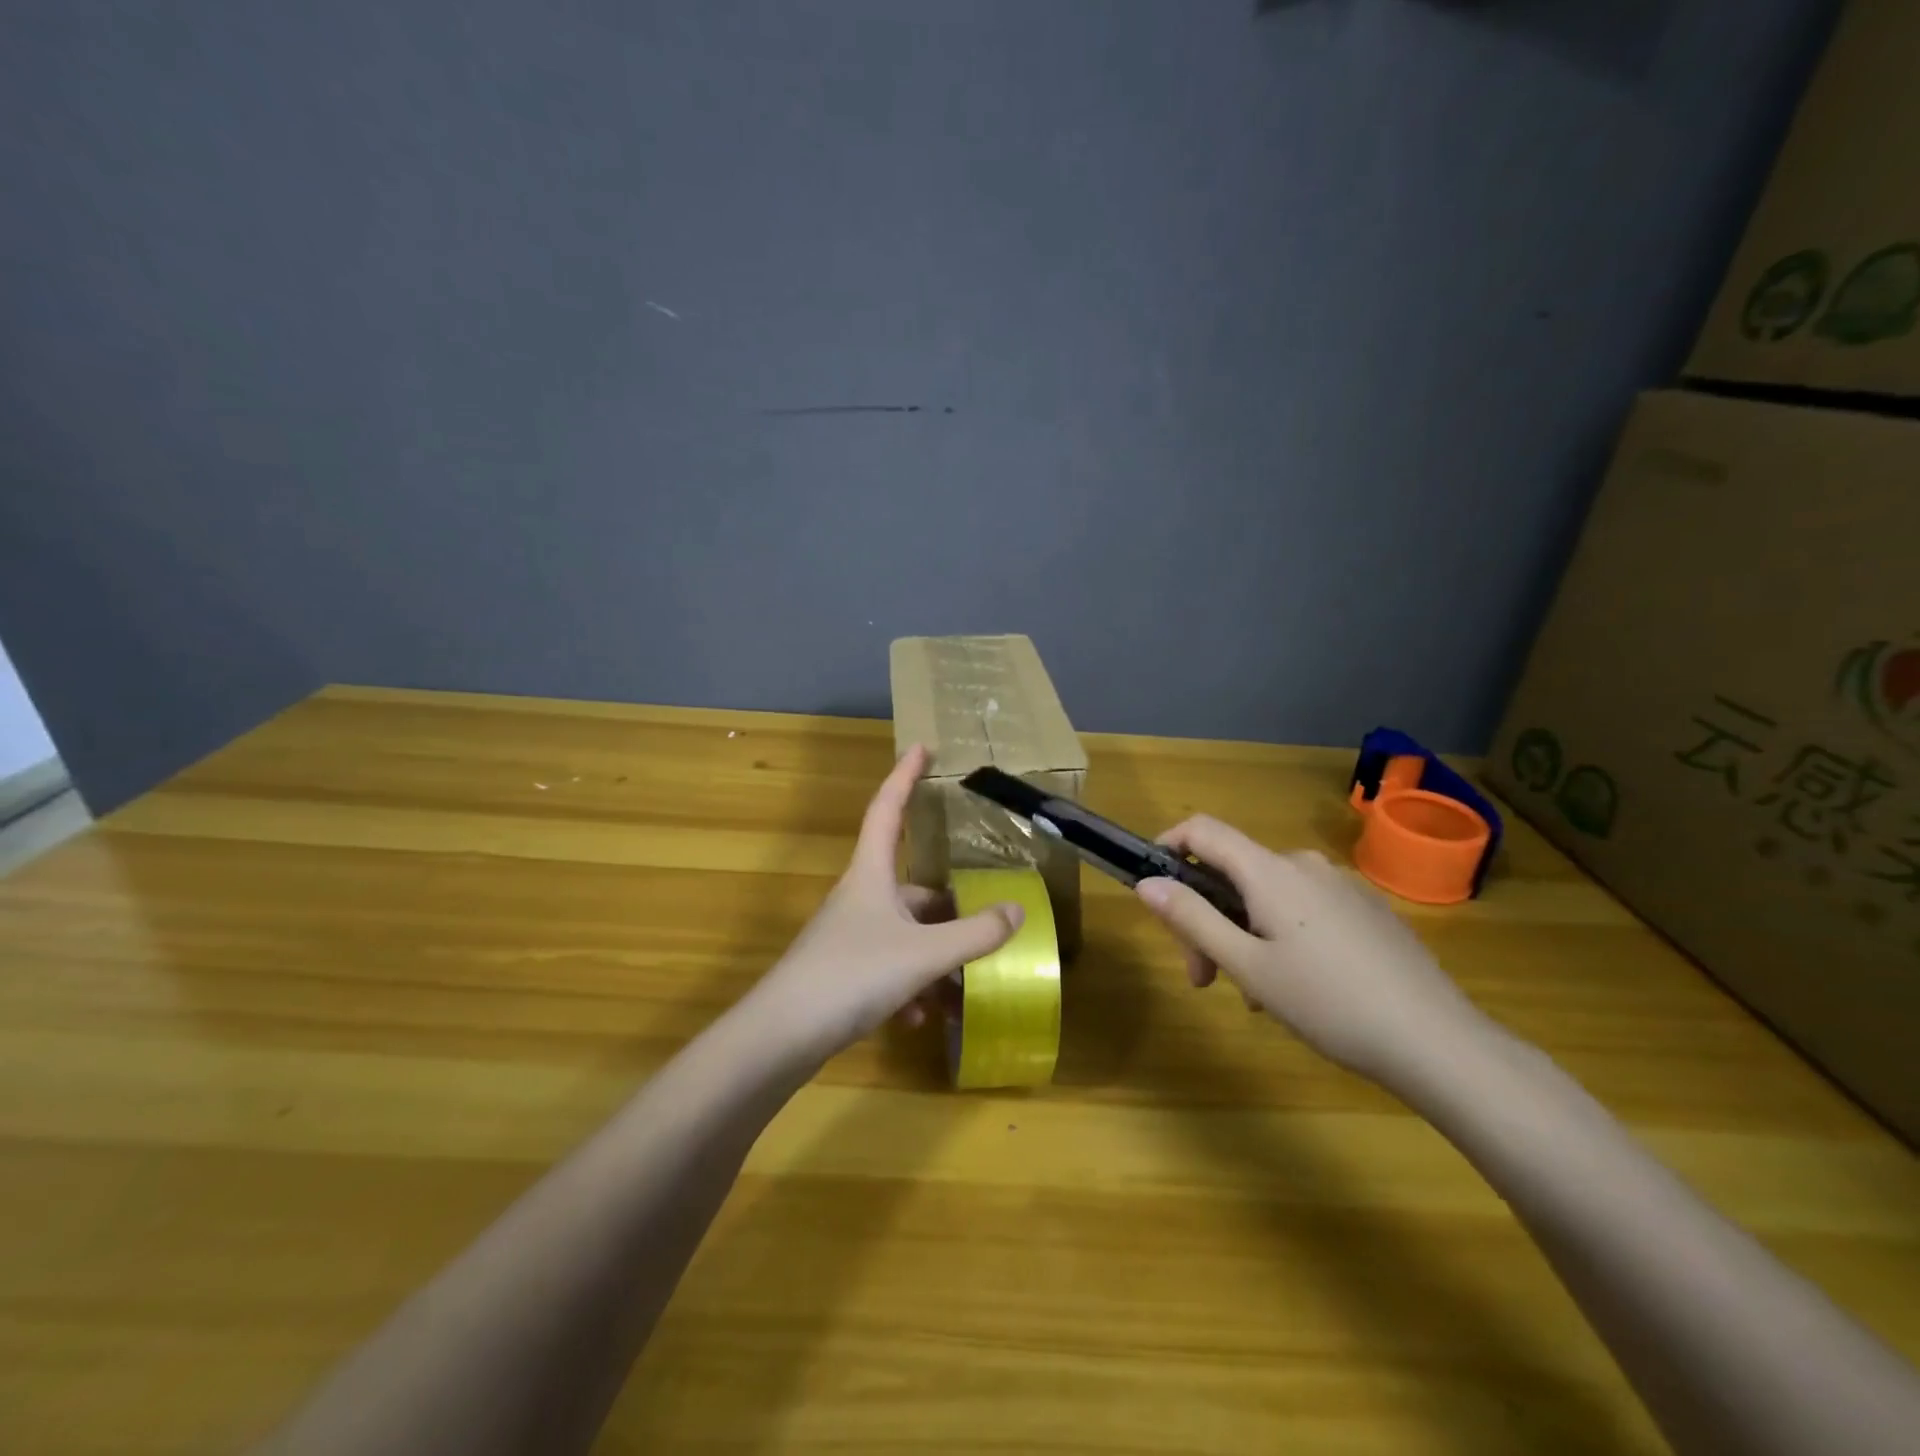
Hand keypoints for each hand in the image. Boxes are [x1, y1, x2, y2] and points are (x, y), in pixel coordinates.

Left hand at [748, 746, 1023, 1062]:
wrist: (781, 1036)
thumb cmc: (853, 975)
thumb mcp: (924, 954)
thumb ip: (975, 934)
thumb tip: (1016, 910)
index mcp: (871, 873)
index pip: (888, 808)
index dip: (905, 775)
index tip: (921, 747)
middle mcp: (860, 896)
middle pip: (913, 888)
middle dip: (950, 910)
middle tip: (985, 926)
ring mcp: (849, 935)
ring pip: (906, 936)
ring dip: (935, 961)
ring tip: (962, 994)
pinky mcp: (843, 972)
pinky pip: (888, 968)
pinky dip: (911, 987)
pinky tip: (923, 1018)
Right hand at [1134, 816, 1493, 1088]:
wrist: (1438, 1042)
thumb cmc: (1329, 1003)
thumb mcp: (1248, 967)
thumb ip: (1192, 919)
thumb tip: (1147, 883)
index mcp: (1270, 871)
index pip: (1202, 830)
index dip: (1167, 846)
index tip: (1152, 887)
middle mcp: (1304, 864)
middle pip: (1234, 873)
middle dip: (1208, 918)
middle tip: (1206, 979)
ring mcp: (1341, 885)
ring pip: (1269, 896)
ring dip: (1244, 934)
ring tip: (1257, 996)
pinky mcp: (1368, 909)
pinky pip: (1305, 908)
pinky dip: (1282, 935)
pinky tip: (1300, 988)